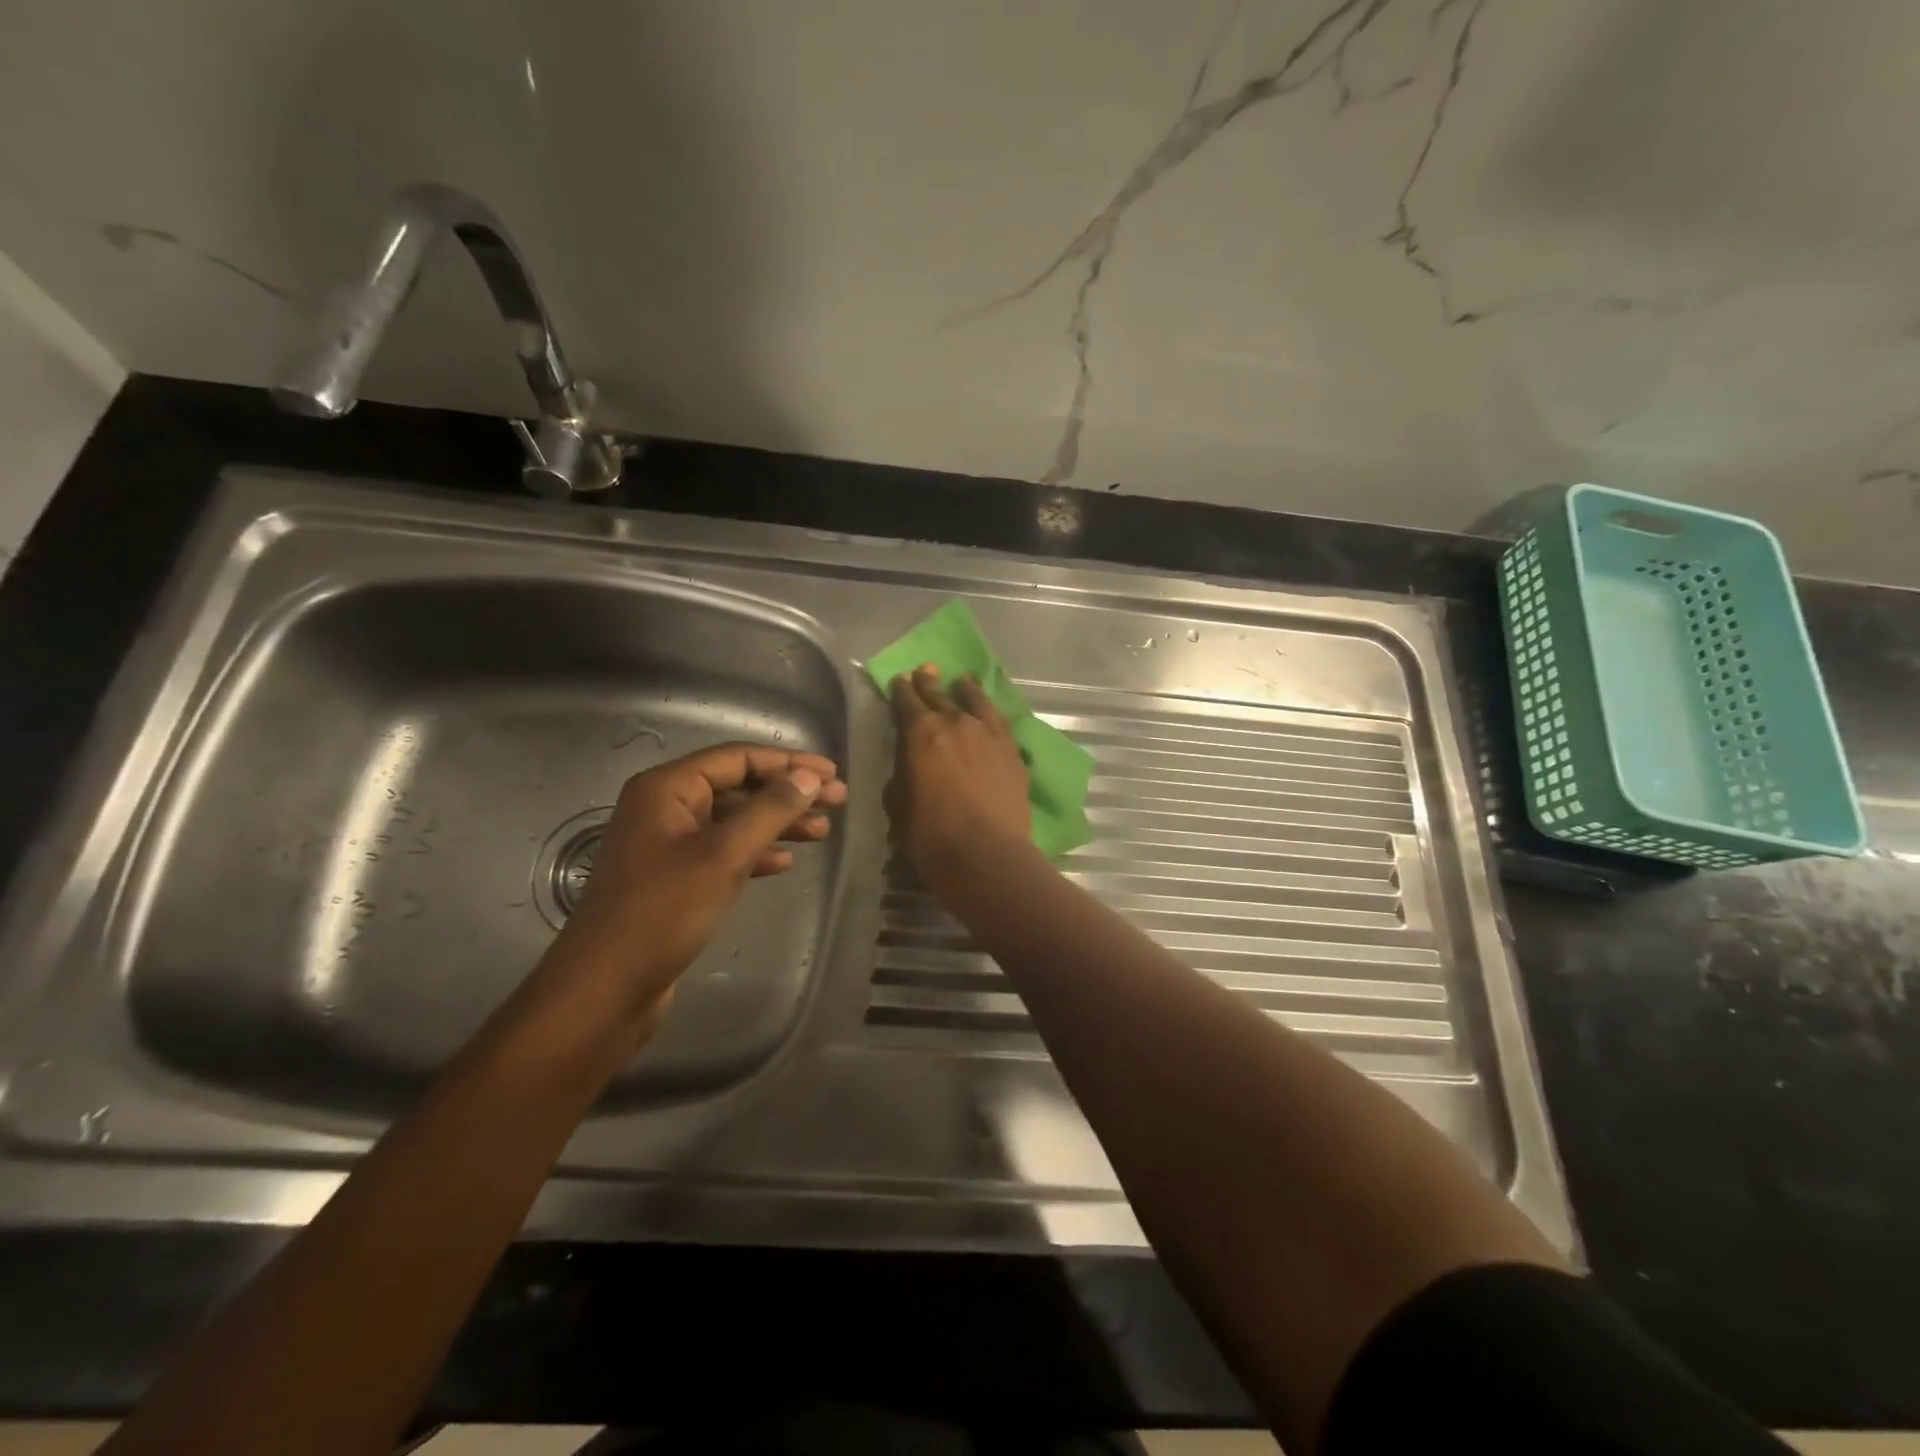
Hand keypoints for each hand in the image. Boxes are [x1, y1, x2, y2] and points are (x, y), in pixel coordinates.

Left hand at [539, 743, 847, 1026]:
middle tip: (837, 802)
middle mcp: (665, 807)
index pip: (737, 758)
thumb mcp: (724, 856)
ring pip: (734, 821)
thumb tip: (810, 777)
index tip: (832, 775)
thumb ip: (770, 811)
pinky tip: (785, 862)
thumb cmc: (663, 912)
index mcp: (667, 789)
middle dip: (788, 793)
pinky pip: (723, 851)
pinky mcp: (674, 878)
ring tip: (822, 832)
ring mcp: (668, 844)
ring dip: (777, 823)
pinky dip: (755, 852)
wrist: (606, 987)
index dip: (788, 763)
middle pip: (738, 786)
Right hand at [887, 665, 1030, 885]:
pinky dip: (991, 713)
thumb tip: (909, 767)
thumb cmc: (930, 835)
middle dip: (929, 682)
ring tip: (964, 681)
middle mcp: (955, 723)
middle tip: (926, 670)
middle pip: (940, 694)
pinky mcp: (1013, 751)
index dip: (901, 690)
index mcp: (920, 733)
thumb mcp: (898, 806)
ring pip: (976, 701)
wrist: (985, 854)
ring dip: (966, 690)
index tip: (899, 681)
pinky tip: (990, 713)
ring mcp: (989, 734)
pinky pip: (1000, 722)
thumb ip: (902, 776)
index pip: (906, 701)